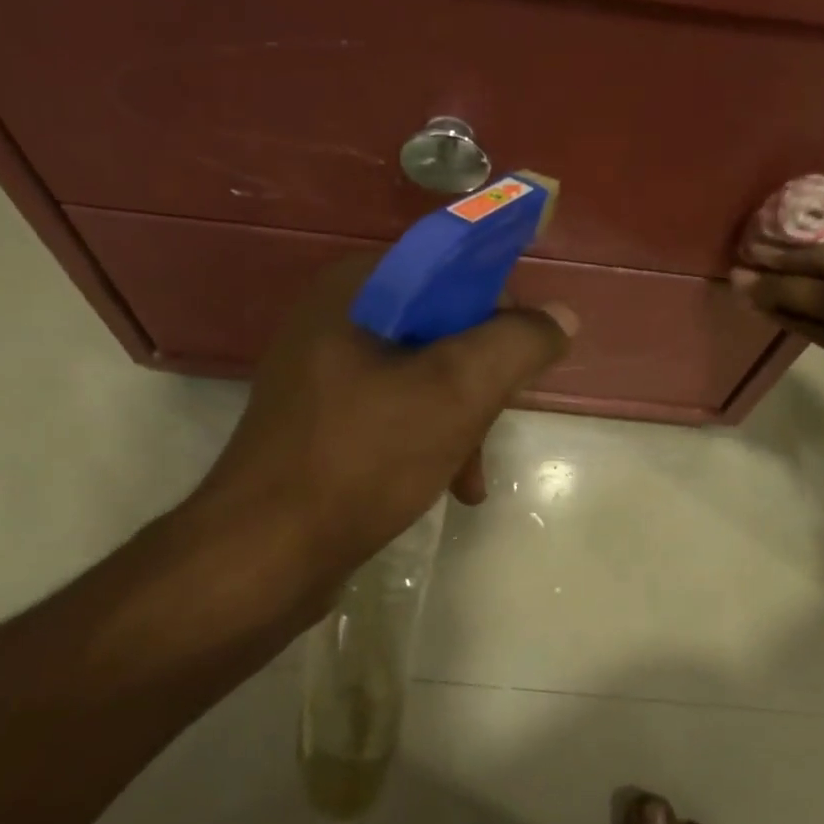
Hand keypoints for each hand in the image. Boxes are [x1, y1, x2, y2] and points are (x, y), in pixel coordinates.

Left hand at [193, 258, 574, 586]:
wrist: (263, 556)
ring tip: (474, 476)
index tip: (522, 357)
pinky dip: (431, 442)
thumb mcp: (456, 391)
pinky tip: (451, 488)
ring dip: (462, 420)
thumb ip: (517, 343)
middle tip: (498, 421)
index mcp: (356, 289)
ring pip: (424, 376)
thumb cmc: (362, 458)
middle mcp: (335, 321)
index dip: (498, 306)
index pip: (449, 267)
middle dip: (481, 380)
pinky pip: (396, 413)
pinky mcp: (323, 423)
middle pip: (441, 327)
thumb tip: (560, 317)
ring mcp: (324, 375)